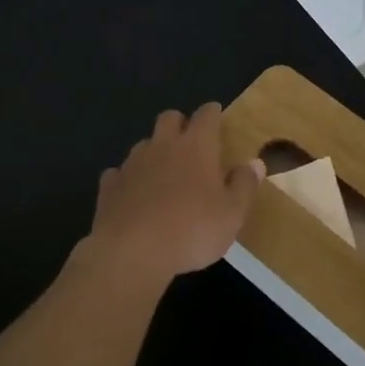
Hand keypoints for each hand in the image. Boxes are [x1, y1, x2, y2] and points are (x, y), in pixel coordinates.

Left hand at [86, 104, 264, 283]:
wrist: (131, 252)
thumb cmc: (192, 229)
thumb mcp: (232, 213)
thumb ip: (244, 185)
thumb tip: (255, 163)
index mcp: (197, 146)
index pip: (206, 115)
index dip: (212, 113)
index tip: (217, 116)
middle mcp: (163, 146)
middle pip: (169, 118)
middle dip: (180, 123)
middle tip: (191, 143)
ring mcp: (132, 165)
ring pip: (144, 144)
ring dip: (154, 151)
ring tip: (164, 173)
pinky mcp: (109, 187)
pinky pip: (119, 173)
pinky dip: (128, 179)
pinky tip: (134, 195)